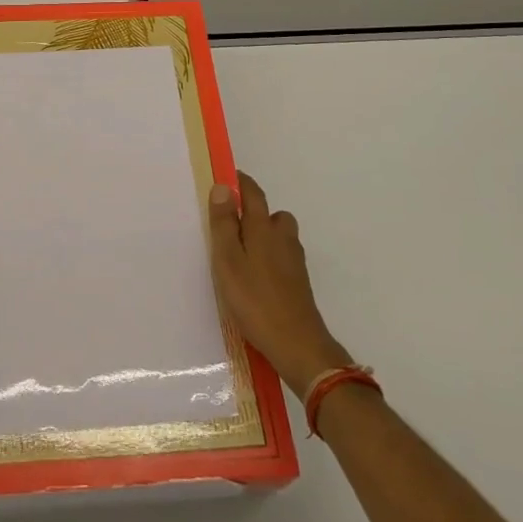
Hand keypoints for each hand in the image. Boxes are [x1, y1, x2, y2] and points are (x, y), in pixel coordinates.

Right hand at [208, 172, 353, 392]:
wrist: (297, 344)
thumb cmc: (255, 299)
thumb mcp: (228, 260)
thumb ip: (224, 224)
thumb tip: (224, 187)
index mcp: (263, 228)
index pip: (253, 194)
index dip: (240, 183)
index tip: (226, 177)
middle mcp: (283, 238)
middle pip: (271, 214)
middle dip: (253, 211)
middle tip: (229, 223)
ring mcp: (294, 261)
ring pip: (279, 236)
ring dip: (262, 235)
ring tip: (240, 253)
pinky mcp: (298, 282)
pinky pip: (281, 256)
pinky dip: (269, 257)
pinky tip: (255, 276)